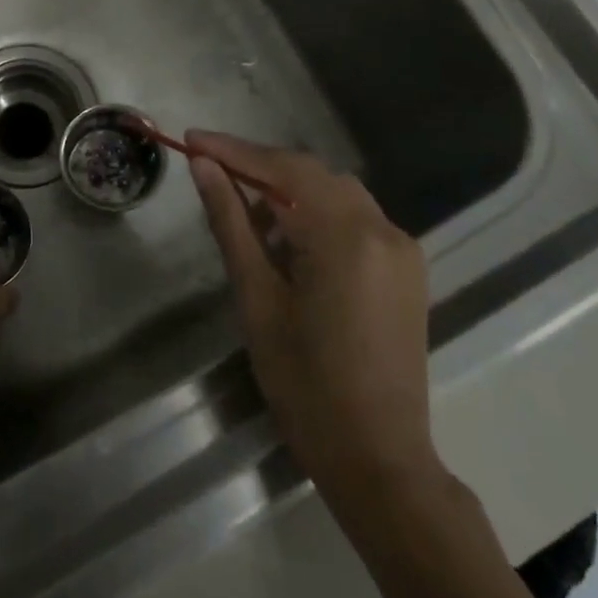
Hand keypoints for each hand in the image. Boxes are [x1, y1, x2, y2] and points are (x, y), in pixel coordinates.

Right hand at [186, 131, 440, 494]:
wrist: (377, 458)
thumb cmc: (304, 383)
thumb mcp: (256, 298)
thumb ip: (231, 222)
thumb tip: (203, 167)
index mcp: (345, 237)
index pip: (283, 169)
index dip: (233, 150)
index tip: (191, 139)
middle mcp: (383, 229)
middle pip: (311, 174)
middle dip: (258, 166)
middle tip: (209, 168)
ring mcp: (402, 249)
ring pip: (335, 193)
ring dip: (287, 190)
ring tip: (242, 208)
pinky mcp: (406, 270)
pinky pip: (354, 219)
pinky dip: (316, 214)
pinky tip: (286, 238)